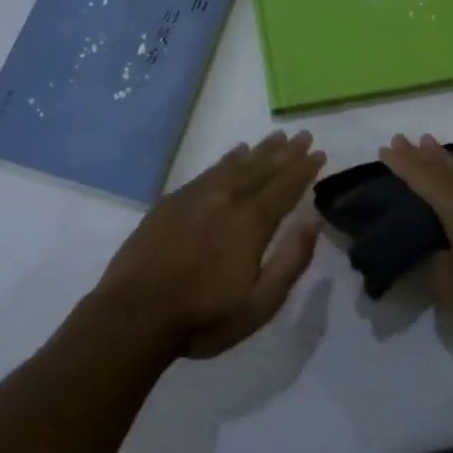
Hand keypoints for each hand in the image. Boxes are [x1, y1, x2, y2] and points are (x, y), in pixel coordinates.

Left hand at [96, 131, 325, 359]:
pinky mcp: (173, 201)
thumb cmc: (203, 317)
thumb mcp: (259, 304)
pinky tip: (236, 153)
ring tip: (277, 137)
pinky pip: (211, 170)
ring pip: (237, 164)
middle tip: (304, 135)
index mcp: (252, 222)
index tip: (319, 153)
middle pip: (263, 168)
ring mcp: (198, 196)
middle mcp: (228, 198)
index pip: (286, 186)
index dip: (304, 169)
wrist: (133, 314)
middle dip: (287, 152)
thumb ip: (290, 261)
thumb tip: (312, 221)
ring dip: (260, 150)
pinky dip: (228, 159)